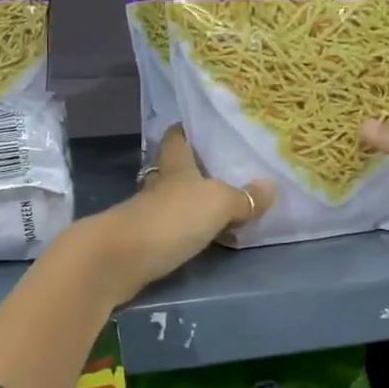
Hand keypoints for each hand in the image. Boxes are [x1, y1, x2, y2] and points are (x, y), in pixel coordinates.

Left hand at [81, 127, 275, 302]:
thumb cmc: (169, 219)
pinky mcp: (143, 241)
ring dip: (194, 203)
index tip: (208, 126)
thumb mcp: (216, 203)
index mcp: (175, 165)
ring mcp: (148, 213)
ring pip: (175, 200)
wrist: (118, 261)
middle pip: (177, 170)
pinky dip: (188, 230)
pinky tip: (206, 237)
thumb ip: (243, 197)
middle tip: (230, 169)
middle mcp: (159, 185)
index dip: (189, 129)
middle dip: (199, 169)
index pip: (178, 137)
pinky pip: (173, 229)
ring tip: (226, 204)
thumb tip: (271, 186)